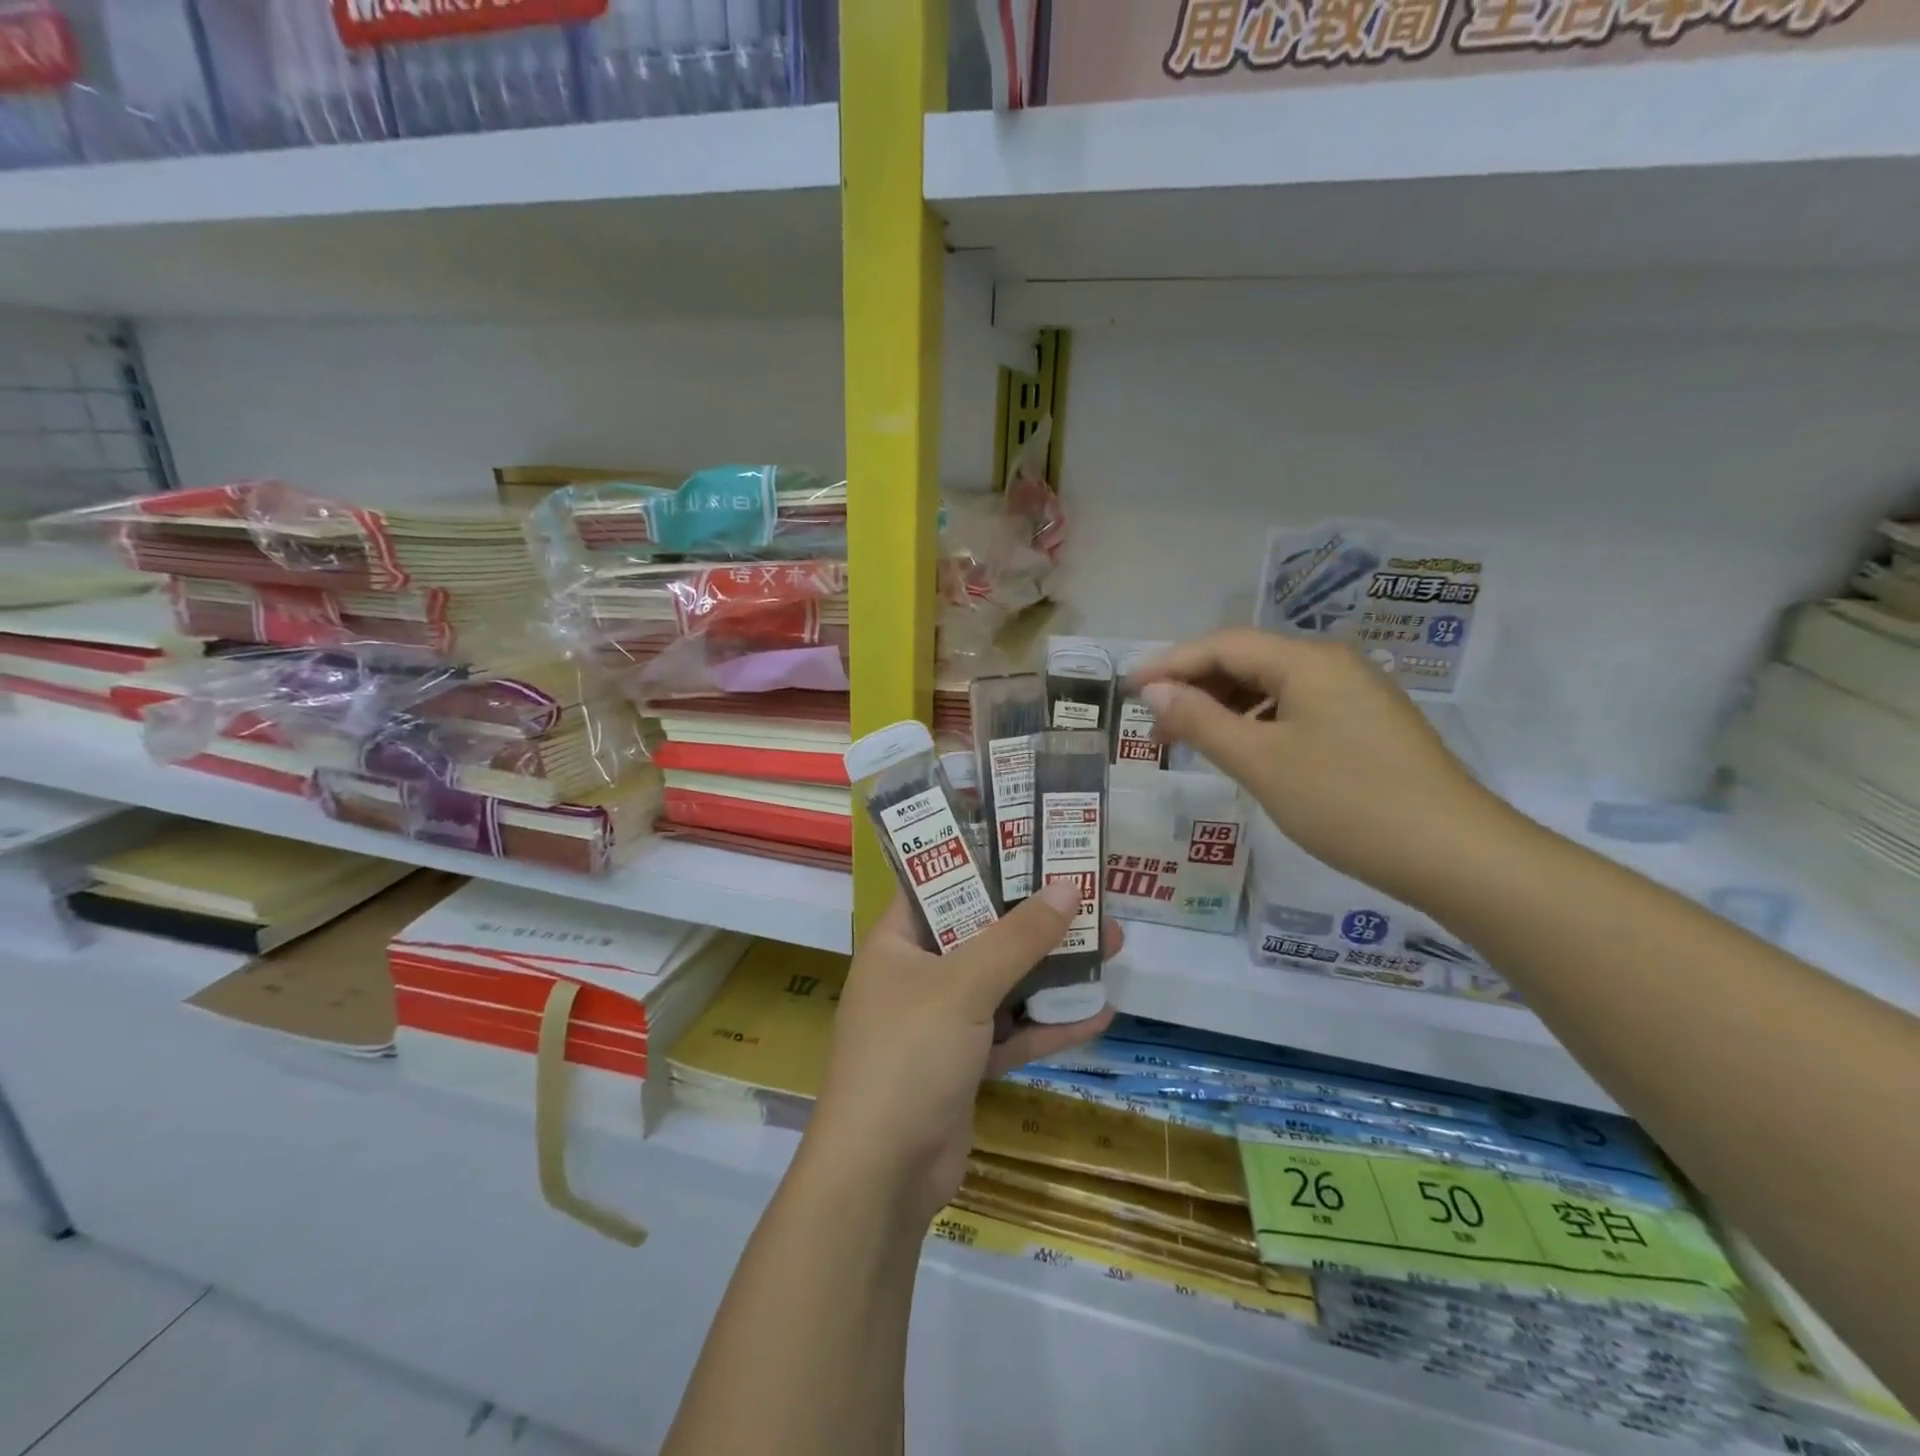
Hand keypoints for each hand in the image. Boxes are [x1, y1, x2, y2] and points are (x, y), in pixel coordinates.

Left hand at [807, 881, 1120, 1227]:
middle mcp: (917, 974)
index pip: (938, 881)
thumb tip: (1068, 886)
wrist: (881, 1177)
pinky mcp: (964, 1064)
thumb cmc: (908, 1055)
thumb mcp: (963, 986)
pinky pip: (1012, 1032)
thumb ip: (1017, 938)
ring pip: (1004, 982)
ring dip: (1053, 968)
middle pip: (982, 930)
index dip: (982, 857)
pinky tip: (1099, 1012)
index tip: (1032, 839)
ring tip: (1110, 943)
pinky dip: (1049, 1024)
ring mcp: (941, 1022)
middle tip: (1089, 894)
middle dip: (1036, 917)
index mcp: (897, 941)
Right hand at [1130, 628, 1512, 907]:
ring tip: (1191, 740)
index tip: (1127, 690)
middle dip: (1195, 687)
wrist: (1455, 854)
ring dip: (1226, 707)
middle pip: (1248, 661)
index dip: (1169, 665)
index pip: (1221, 646)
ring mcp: (1355, 694)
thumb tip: (1155, 690)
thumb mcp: (1260, 761)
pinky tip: (1245, 752)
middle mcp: (1332, 664)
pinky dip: (1259, 723)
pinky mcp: (1367, 725)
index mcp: (1306, 661)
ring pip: (1273, 687)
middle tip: (1154, 724)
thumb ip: (1201, 720)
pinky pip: (1297, 709)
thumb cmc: (1346, 801)